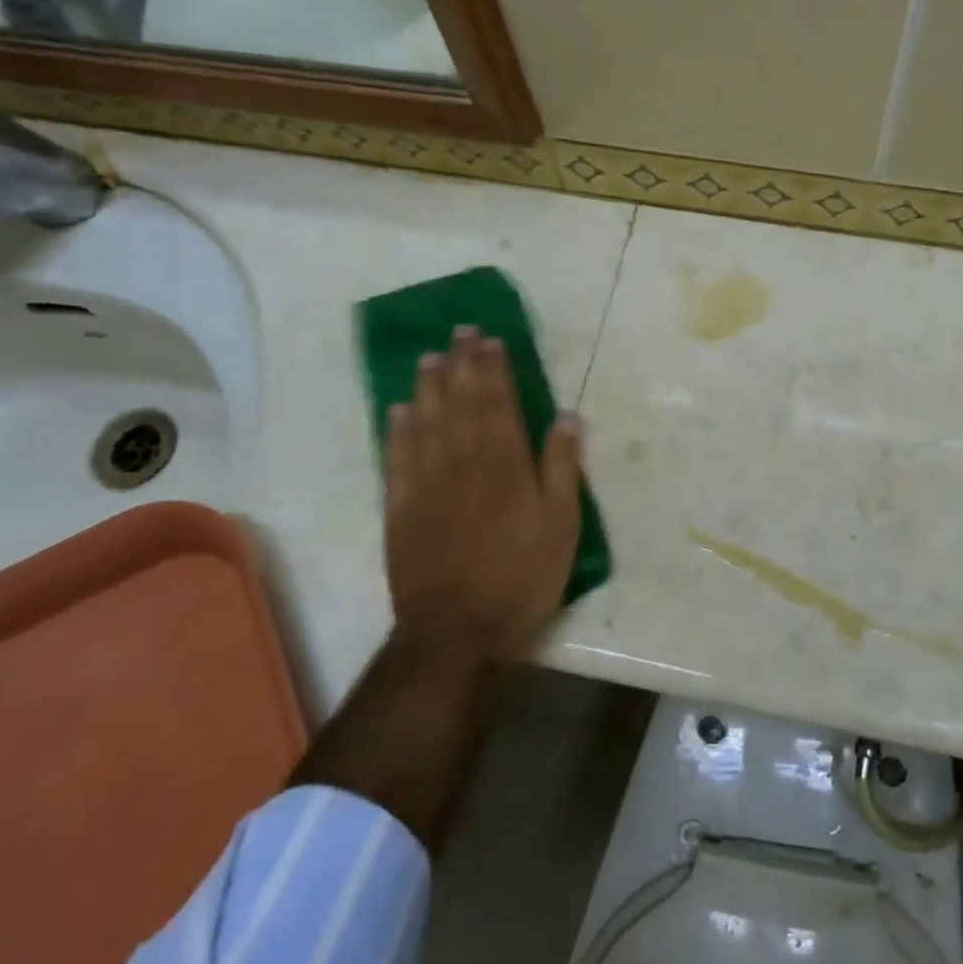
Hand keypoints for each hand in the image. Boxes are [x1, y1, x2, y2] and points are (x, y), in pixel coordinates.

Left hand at [383, 326, 581, 668]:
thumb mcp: (561, 525)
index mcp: (504, 464)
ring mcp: (426, 484)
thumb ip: (561, 467)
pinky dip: (397, 430)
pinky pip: (396, 458)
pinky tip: (398, 410)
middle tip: (459, 332)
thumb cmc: (521, 577)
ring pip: (425, 422)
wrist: (458, 631)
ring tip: (429, 358)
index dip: (493, 368)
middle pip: (459, 402)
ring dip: (428, 386)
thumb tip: (566, 417)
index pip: (497, 402)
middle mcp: (461, 462)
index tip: (490, 339)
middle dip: (461, 364)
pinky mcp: (401, 509)